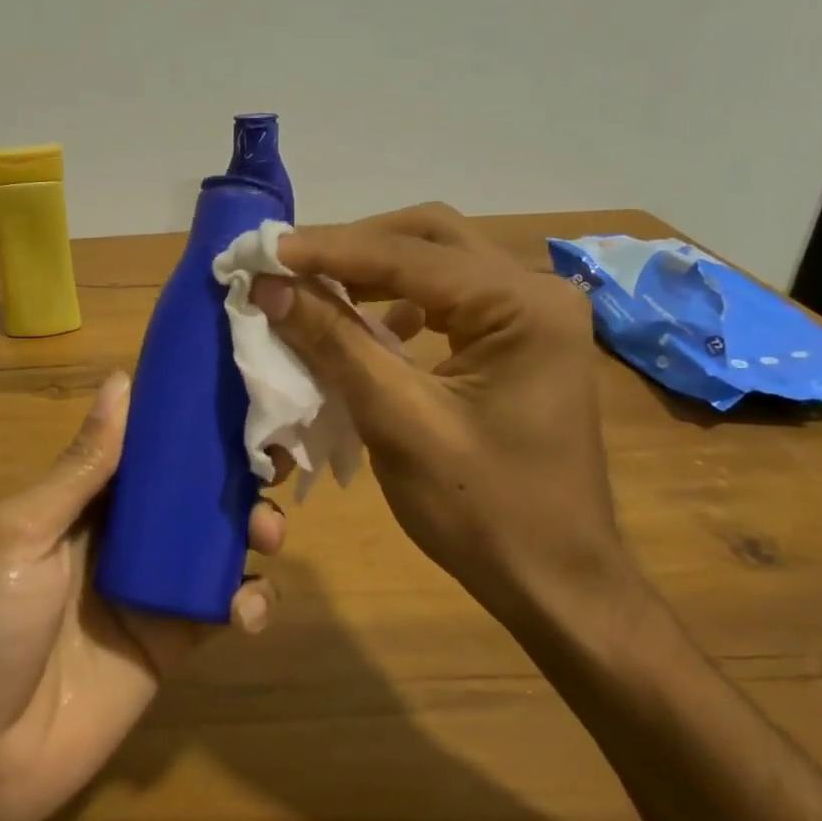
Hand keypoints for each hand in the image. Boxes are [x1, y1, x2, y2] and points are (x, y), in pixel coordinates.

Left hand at [0, 371, 285, 820]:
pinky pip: (223, 608)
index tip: (240, 396)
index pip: (146, 447)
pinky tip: (248, 610)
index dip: (190, 422)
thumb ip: (80, 466)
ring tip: (270, 533)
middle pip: (192, 492)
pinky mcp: (175, 643)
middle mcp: (123, 536)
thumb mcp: (22, 533)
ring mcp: (152, 590)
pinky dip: (250, 601)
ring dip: (255, 529)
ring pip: (218, 544)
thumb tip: (120, 382)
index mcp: (84, 501)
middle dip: (237, 474)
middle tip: (275, 465)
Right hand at [251, 203, 632, 624]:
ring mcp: (532, 317)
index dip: (330, 250)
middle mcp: (535, 292)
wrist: (556, 582)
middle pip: (430, 238)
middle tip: (290, 263)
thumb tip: (269, 287)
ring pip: (438, 264)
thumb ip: (334, 342)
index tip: (265, 251)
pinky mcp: (519, 343)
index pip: (410, 255)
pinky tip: (367, 323)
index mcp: (522, 305)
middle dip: (355, 247)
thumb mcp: (397, 421)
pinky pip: (449, 299)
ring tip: (313, 285)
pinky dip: (398, 301)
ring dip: (373, 270)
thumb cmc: (482, 509)